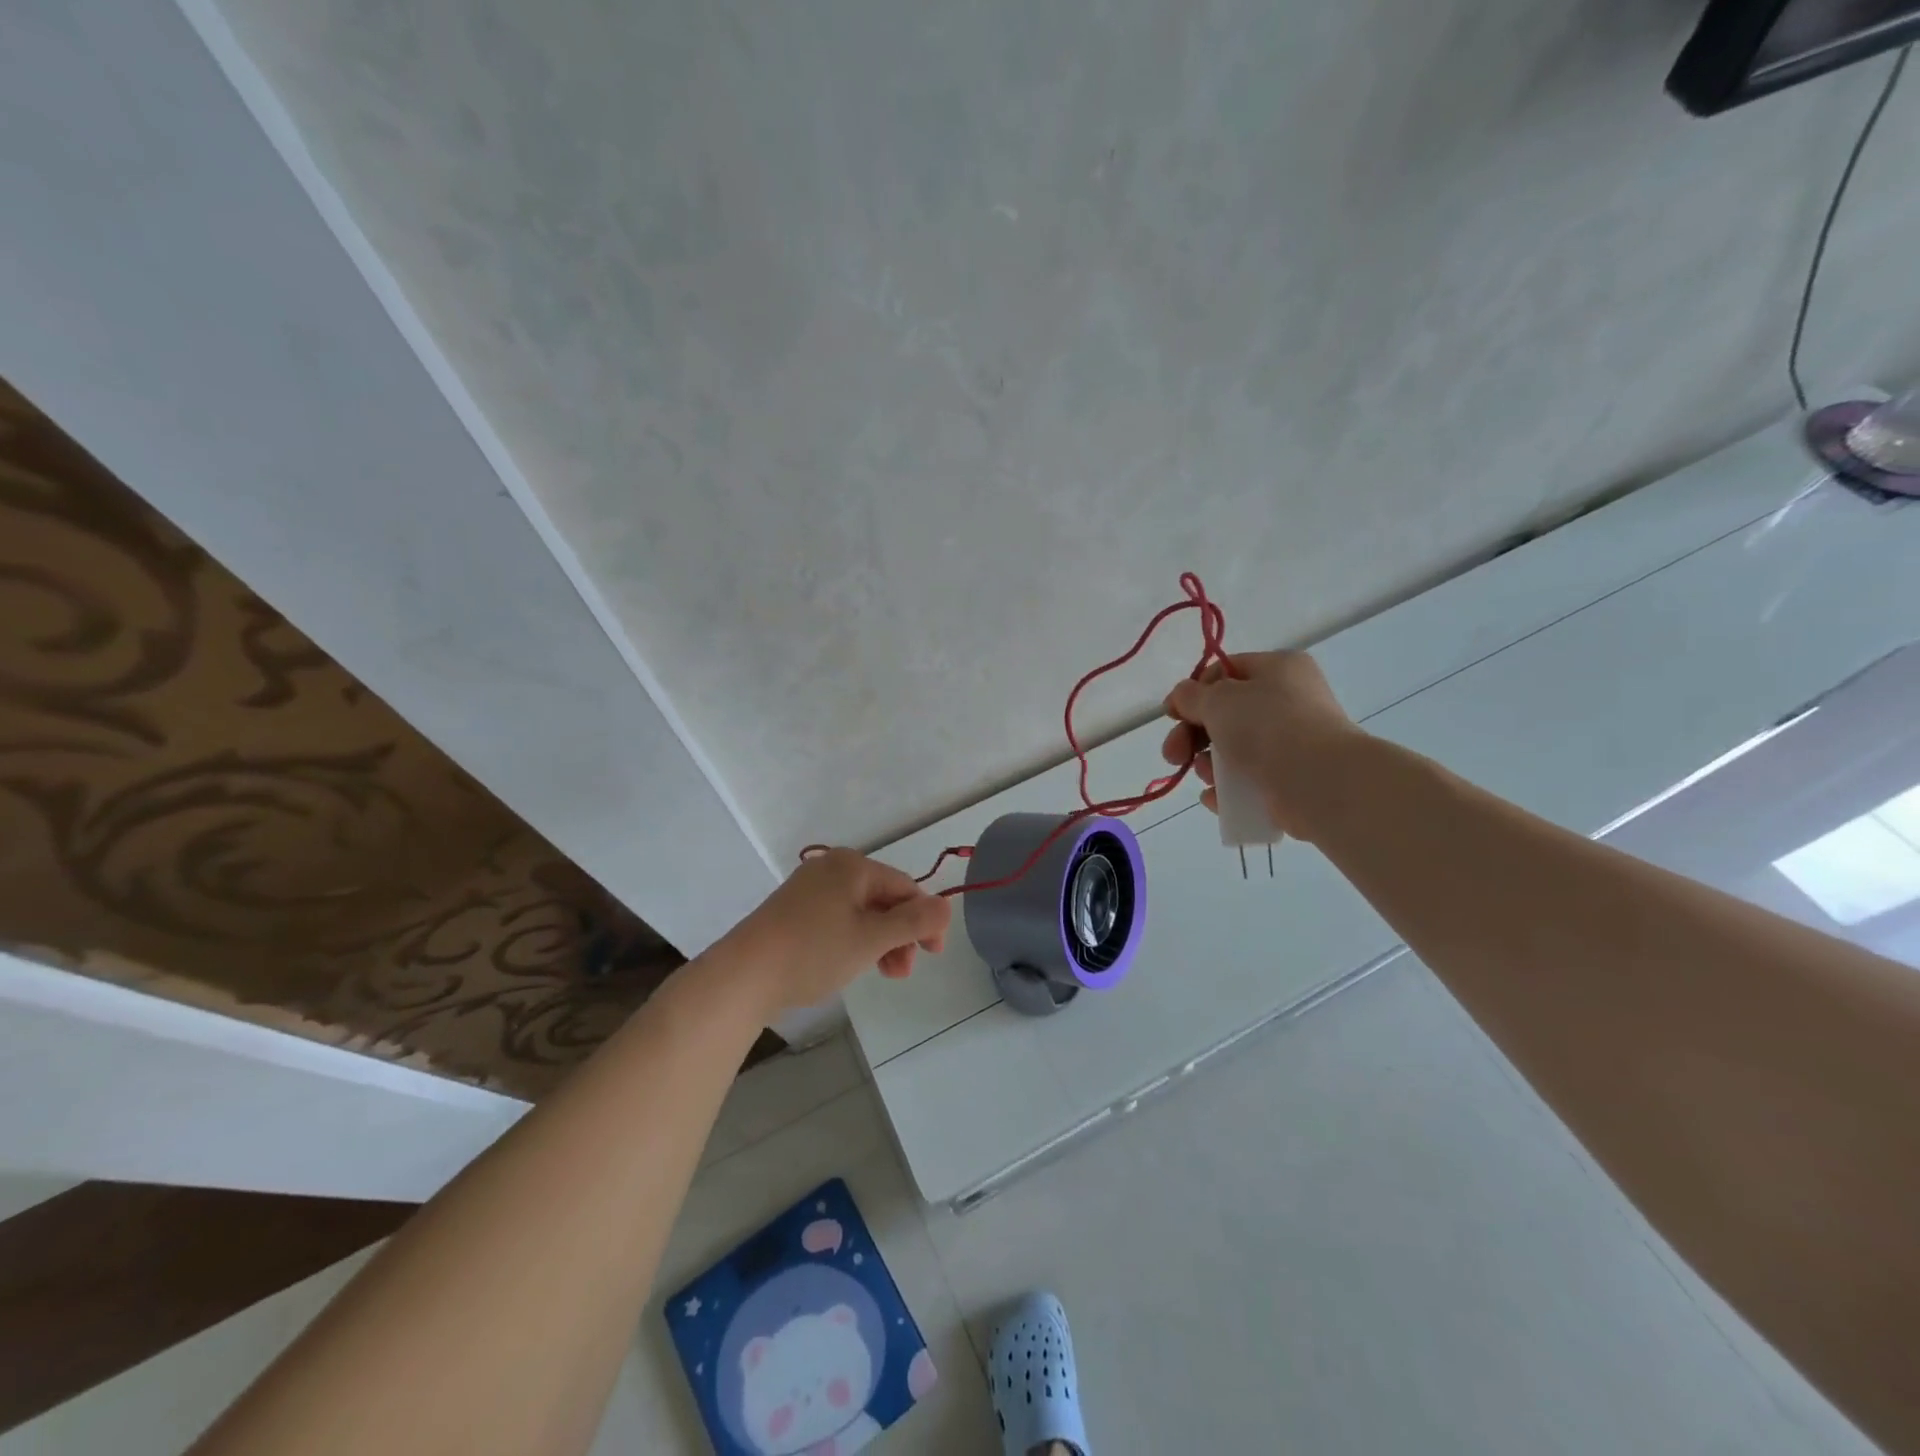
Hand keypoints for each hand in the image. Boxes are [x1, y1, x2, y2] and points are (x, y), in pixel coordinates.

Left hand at [722, 849, 951, 1015]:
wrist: (743, 975)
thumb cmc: (814, 951)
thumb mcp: (872, 939)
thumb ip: (914, 922)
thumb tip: (946, 906)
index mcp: (853, 865)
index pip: (905, 887)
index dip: (925, 919)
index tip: (933, 954)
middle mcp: (832, 868)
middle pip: (883, 898)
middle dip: (900, 934)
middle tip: (903, 972)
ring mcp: (809, 888)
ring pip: (861, 911)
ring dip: (880, 941)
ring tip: (883, 974)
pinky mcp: (793, 910)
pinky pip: (838, 918)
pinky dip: (854, 939)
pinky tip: (852, 964)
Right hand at [1158, 649, 1363, 842]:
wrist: (1320, 782)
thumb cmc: (1268, 727)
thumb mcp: (1219, 700)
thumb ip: (1191, 696)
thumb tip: (1182, 696)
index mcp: (1278, 669)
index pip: (1225, 671)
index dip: (1193, 692)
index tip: (1171, 715)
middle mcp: (1289, 701)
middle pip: (1225, 715)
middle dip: (1191, 736)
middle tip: (1172, 755)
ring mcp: (1293, 743)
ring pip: (1234, 751)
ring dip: (1208, 765)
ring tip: (1207, 777)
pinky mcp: (1291, 780)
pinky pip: (1248, 781)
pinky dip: (1227, 790)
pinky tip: (1215, 798)